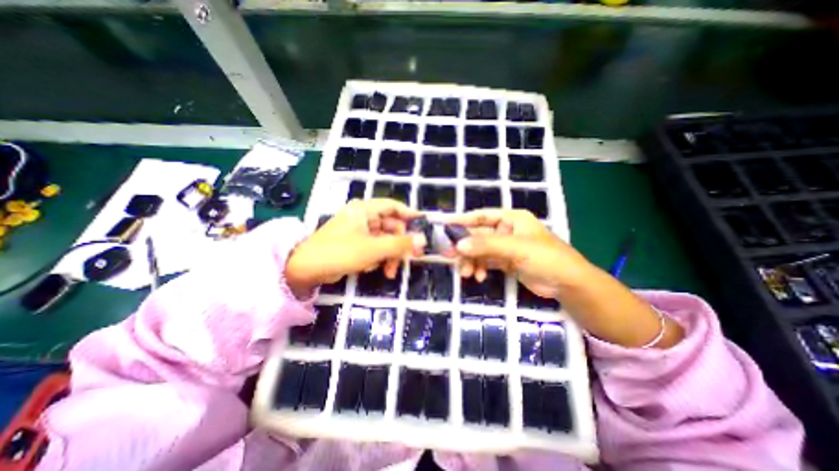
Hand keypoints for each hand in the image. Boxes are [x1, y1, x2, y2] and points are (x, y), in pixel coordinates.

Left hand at [287, 197, 426, 293]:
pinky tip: (376, 269)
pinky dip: (379, 258)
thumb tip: (424, 239)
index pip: (393, 206)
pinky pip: (375, 248)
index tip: (423, 226)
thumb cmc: (340, 252)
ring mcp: (359, 231)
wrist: (306, 269)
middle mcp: (363, 217)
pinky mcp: (356, 244)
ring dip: (390, 255)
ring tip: (390, 272)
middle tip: (411, 258)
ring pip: (385, 240)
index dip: (410, 214)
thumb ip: (400, 244)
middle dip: (400, 244)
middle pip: (391, 226)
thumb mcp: (373, 248)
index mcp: (365, 209)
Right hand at [448, 209, 591, 297]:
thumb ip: (486, 245)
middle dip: (464, 246)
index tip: (444, 224)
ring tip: (466, 273)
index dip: (462, 219)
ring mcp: (505, 247)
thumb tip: (459, 245)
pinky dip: (479, 268)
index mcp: (511, 219)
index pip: (482, 215)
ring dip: (470, 261)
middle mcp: (506, 230)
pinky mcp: (505, 262)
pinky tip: (478, 277)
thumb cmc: (546, 257)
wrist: (568, 284)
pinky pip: (485, 262)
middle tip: (449, 256)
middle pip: (478, 235)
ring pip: (479, 250)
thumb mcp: (516, 248)